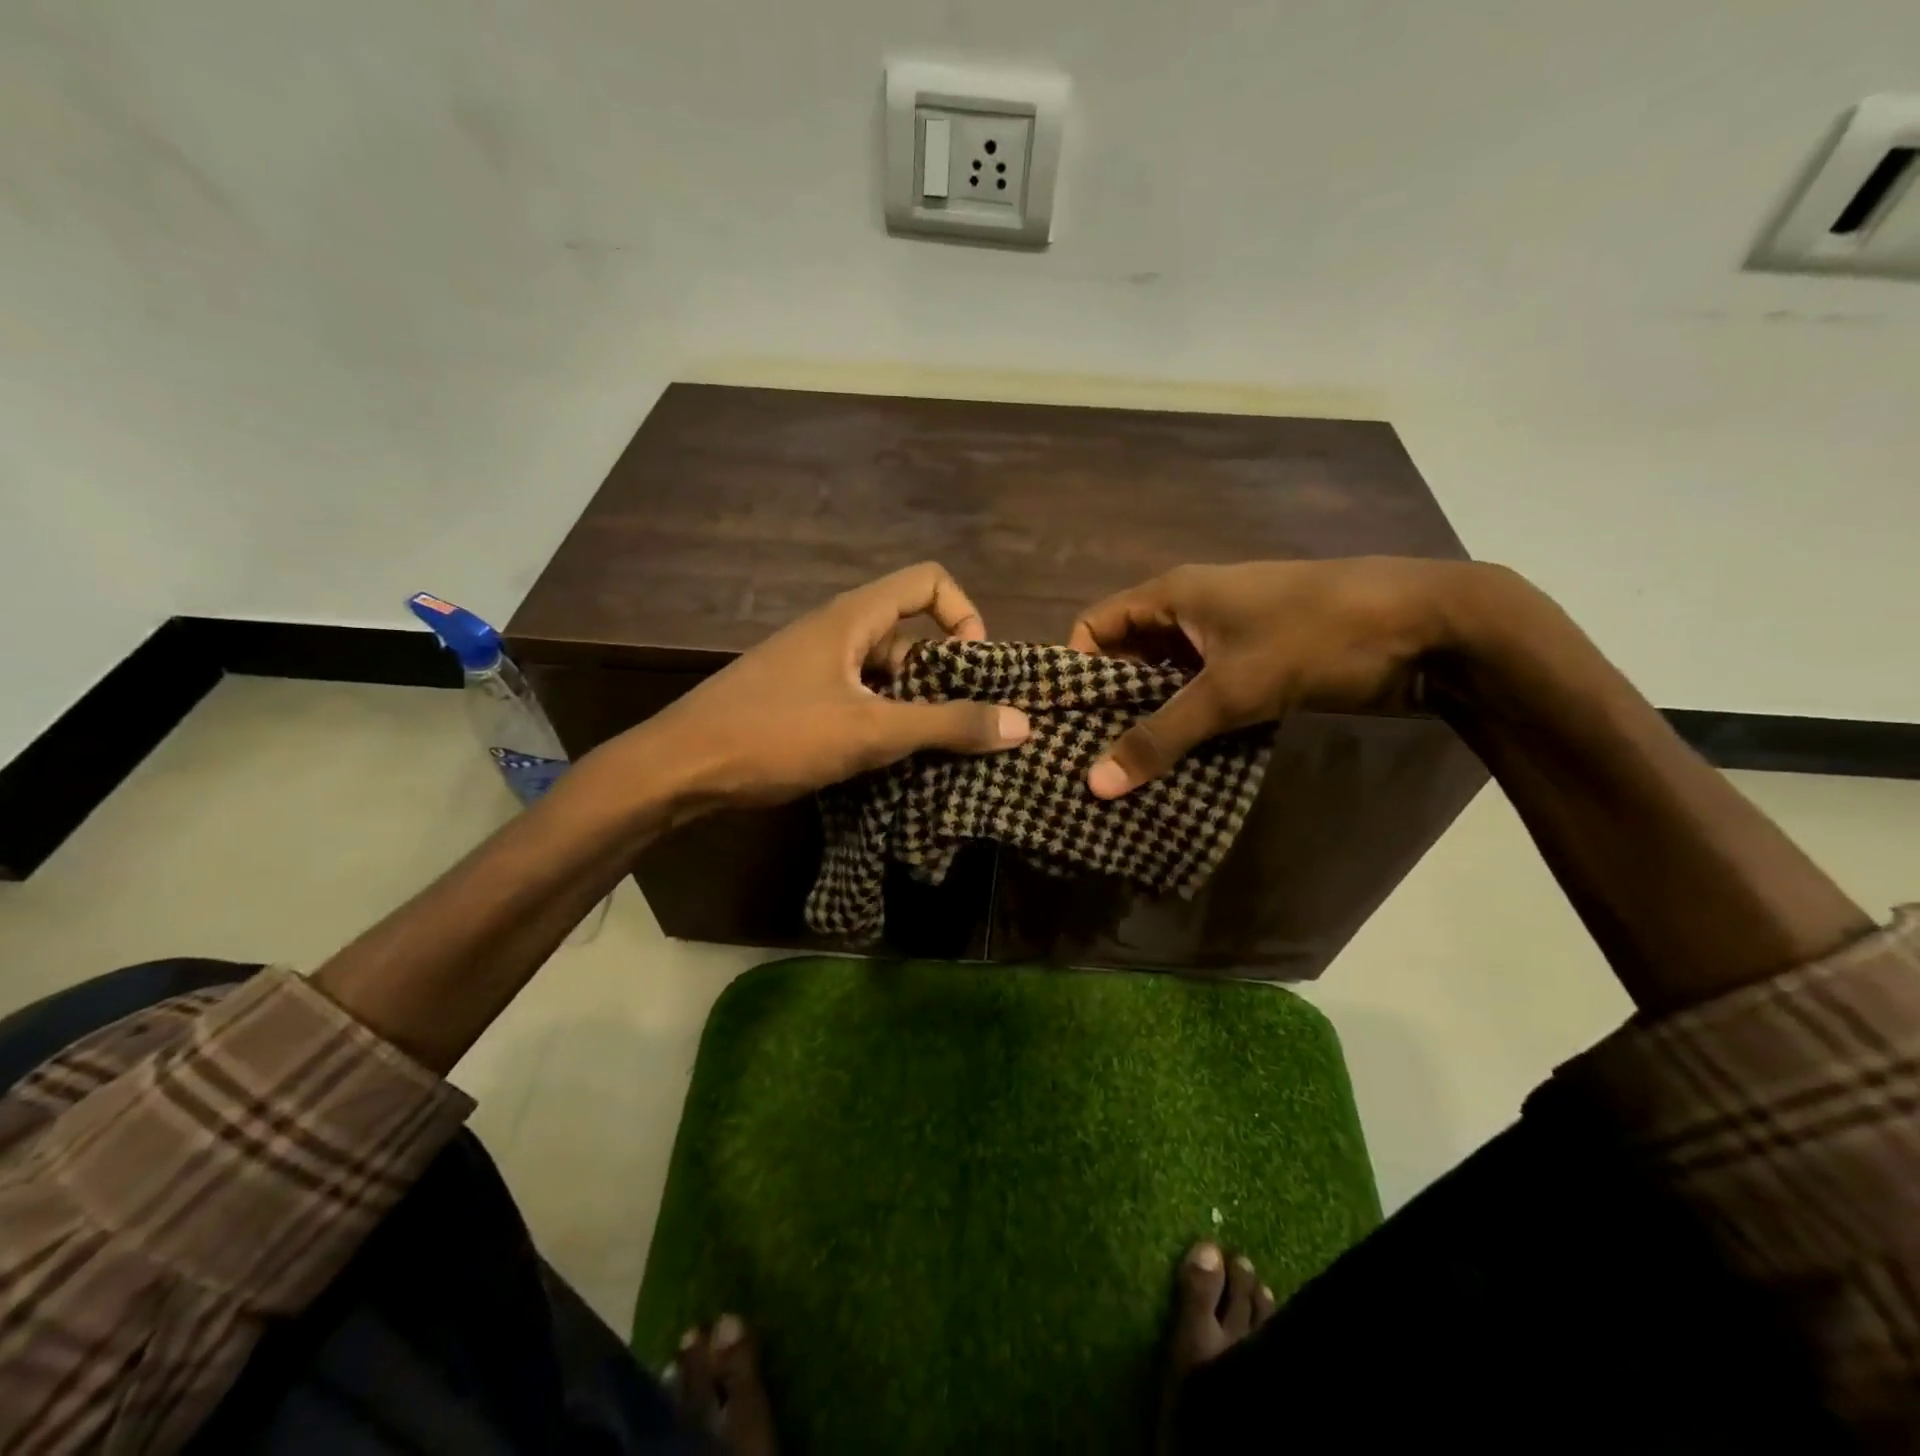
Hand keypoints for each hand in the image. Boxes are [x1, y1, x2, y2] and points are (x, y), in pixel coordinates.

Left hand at [642, 562, 1030, 808]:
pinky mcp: (800, 697)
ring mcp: (815, 665)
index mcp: (854, 616)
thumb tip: (1023, 723)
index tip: (975, 670)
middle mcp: (837, 630)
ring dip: (915, 706)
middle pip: (912, 633)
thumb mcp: (871, 731)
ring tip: (933, 752)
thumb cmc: (777, 734)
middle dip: (945, 676)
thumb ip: (947, 725)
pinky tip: (890, 762)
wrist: (679, 767)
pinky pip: (859, 697)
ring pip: (885, 673)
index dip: (965, 615)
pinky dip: (883, 721)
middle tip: (964, 726)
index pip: (929, 582)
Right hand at [1067, 557, 1496, 797]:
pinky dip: (1188, 726)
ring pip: (1167, 681)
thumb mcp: (1232, 689)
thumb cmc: (1316, 637)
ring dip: (1150, 721)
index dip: (1073, 669)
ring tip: (1124, 772)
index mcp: (1173, 595)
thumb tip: (1094, 783)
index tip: (1062, 723)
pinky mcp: (1256, 666)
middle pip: (1127, 656)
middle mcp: (1191, 611)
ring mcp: (1226, 639)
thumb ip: (1161, 736)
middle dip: (1108, 705)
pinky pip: (1203, 695)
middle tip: (1085, 759)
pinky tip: (1177, 766)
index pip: (1096, 626)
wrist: (1430, 626)